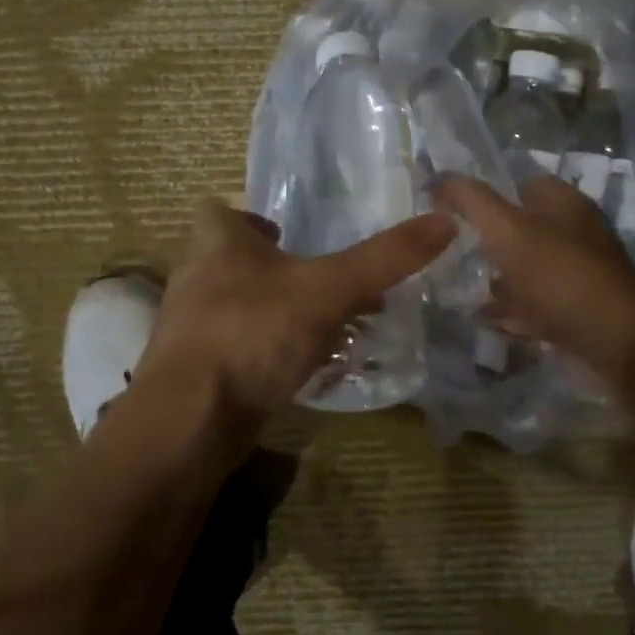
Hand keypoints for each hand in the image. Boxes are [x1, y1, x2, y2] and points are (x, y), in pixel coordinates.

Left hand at [135, 198, 454, 419]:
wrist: (189, 423)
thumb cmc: (253, 334)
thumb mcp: (329, 290)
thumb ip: (385, 259)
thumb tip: (446, 221)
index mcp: (216, 244)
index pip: (219, 212)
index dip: (250, 219)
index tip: (285, 235)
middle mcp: (195, 279)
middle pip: (230, 262)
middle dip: (273, 270)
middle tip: (319, 283)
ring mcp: (189, 330)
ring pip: (236, 308)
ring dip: (273, 313)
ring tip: (319, 327)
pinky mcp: (193, 373)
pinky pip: (236, 350)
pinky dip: (265, 354)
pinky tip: (298, 371)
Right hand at [431, 174, 634, 388]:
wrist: (613, 344)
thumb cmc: (559, 278)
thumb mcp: (508, 231)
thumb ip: (472, 202)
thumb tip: (437, 178)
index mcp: (565, 204)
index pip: (521, 184)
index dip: (486, 194)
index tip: (450, 212)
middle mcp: (575, 234)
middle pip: (522, 230)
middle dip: (488, 241)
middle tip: (451, 253)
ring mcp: (577, 275)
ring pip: (527, 270)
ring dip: (498, 280)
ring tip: (461, 289)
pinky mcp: (576, 311)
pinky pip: (536, 305)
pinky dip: (512, 311)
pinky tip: (487, 321)